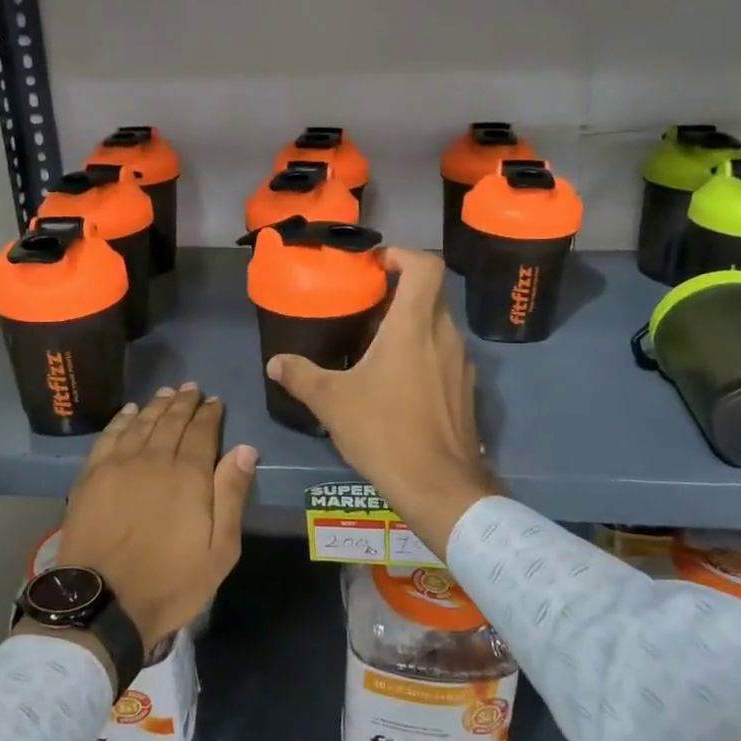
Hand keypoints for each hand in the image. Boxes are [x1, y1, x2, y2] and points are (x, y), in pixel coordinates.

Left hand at [52, 385, 256, 663]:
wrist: (103, 603)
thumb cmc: (170, 582)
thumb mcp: (220, 550)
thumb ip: (232, 495)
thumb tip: (245, 449)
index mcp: (189, 475)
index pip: (202, 432)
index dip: (210, 414)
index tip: (215, 401)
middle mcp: (154, 459)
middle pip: (171, 421)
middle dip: (184, 403)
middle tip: (192, 388)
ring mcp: (118, 465)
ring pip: (141, 423)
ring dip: (156, 405)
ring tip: (166, 392)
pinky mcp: (91, 476)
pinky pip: (109, 436)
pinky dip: (121, 420)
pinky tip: (129, 412)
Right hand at [267, 249, 495, 558]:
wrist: (440, 487)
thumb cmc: (385, 431)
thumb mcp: (332, 402)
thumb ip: (301, 376)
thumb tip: (275, 363)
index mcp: (414, 325)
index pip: (426, 265)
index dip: (402, 254)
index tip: (375, 264)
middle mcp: (444, 335)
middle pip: (430, 293)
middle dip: (399, 290)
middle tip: (366, 304)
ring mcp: (461, 363)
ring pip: (437, 325)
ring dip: (410, 323)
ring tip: (376, 343)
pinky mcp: (465, 390)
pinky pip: (444, 354)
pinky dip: (423, 352)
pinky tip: (397, 381)